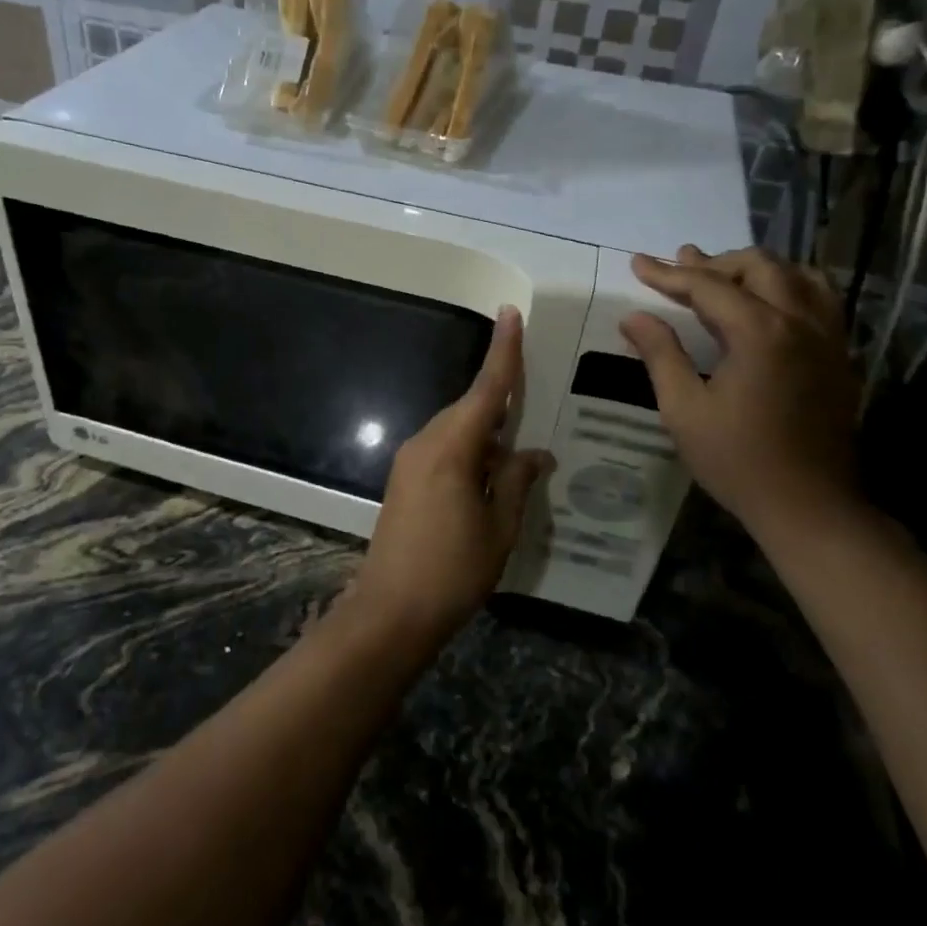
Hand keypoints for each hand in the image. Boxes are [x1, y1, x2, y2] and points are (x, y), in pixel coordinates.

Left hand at [347, 307, 553, 649]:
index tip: (510, 313)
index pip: (485, 390)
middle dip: (501, 403)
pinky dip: (470, 450)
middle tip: (535, 402)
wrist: (390, 612)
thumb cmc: (452, 571)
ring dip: (487, 433)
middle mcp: (426, 443)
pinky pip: (444, 448)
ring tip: (519, 450)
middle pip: (470, 408)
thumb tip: (535, 453)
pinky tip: (491, 474)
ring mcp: (410, 460)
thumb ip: (517, 482)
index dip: (502, 352)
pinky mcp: (404, 479)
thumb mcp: (499, 529)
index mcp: (452, 448)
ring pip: (456, 429)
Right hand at [619, 247, 860, 535]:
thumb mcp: (684, 410)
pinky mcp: (840, 357)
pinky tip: (771, 304)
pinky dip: (791, 287)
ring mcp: (828, 337)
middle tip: (680, 267)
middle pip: (759, 267)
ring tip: (726, 277)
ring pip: (798, 275)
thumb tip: (634, 316)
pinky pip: (821, 300)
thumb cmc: (738, 461)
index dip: (668, 274)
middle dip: (714, 262)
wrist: (809, 506)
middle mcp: (800, 322)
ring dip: (757, 269)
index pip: (707, 286)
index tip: (638, 263)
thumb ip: (661, 354)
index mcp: (760, 332)